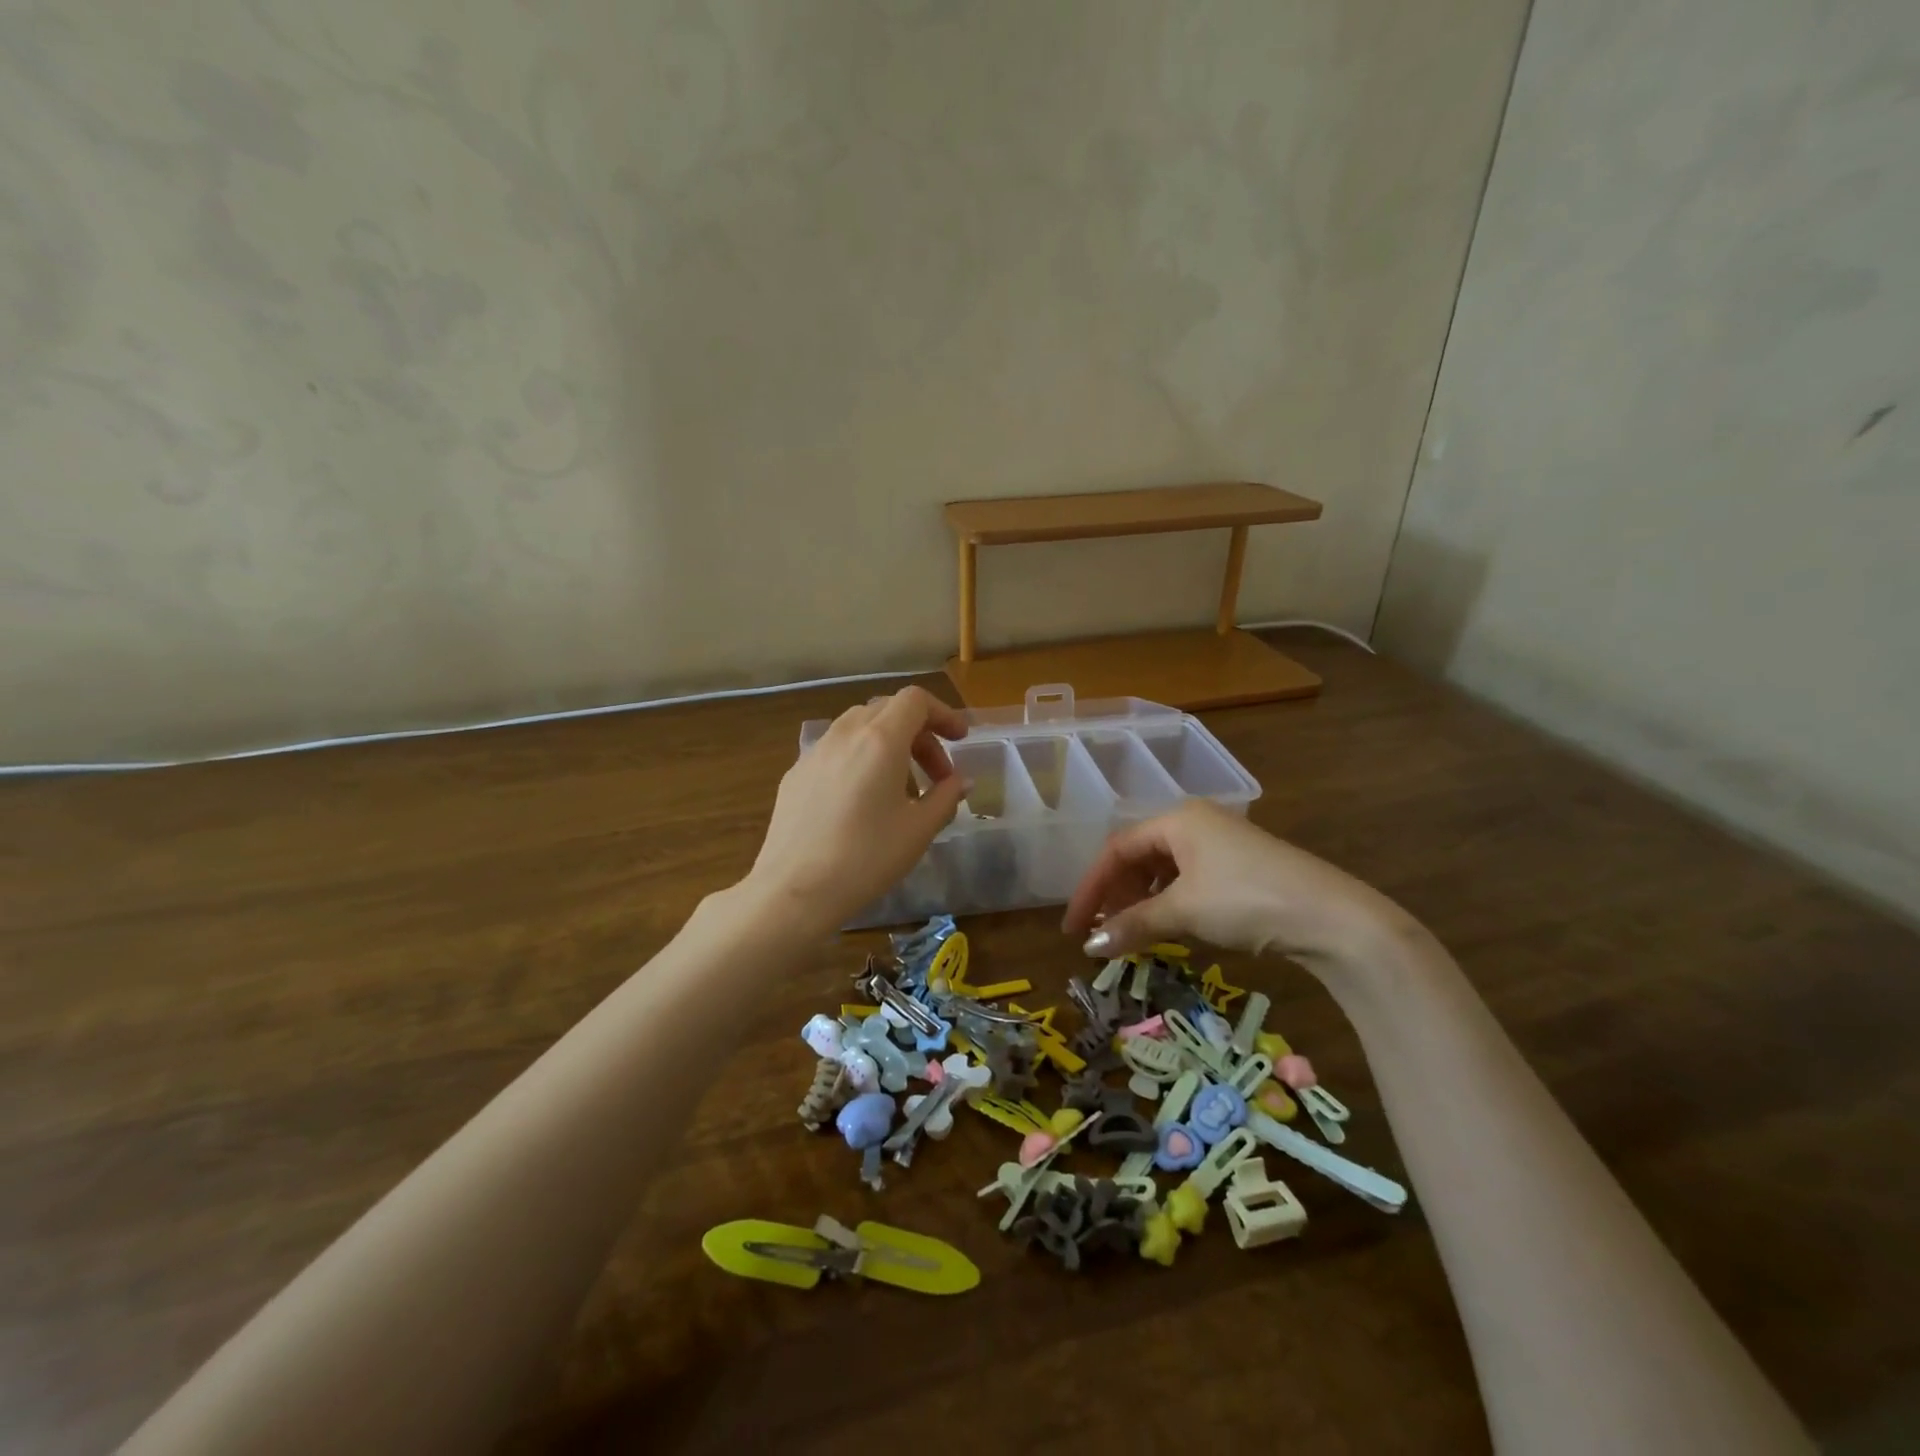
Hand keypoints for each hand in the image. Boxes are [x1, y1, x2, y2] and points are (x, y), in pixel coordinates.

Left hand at [742, 686, 968, 933]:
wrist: (794, 890)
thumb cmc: (866, 858)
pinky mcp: (795, 774)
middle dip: (919, 734)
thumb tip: (960, 781)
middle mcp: (845, 734)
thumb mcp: (918, 830)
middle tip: (936, 775)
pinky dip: (860, 759)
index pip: (915, 701)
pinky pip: (835, 750)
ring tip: (900, 788)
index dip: (942, 714)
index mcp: (880, 739)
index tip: (959, 741)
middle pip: (888, 711)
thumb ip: (945, 797)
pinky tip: (861, 801)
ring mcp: (815, 752)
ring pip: (858, 727)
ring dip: (888, 745)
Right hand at [1062, 800, 1401, 961]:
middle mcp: (1196, 823)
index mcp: (1178, 819)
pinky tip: (1167, 926)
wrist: (1333, 918)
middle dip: (1115, 894)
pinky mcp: (1241, 868)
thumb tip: (1090, 946)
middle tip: (1101, 931)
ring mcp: (1221, 844)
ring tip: (1129, 933)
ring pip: (1164, 870)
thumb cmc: (1246, 900)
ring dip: (1141, 901)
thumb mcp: (1184, 911)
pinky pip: (1188, 880)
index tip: (1073, 926)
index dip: (1091, 888)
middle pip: (1139, 856)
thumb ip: (1133, 924)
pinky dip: (1169, 903)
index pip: (1117, 849)